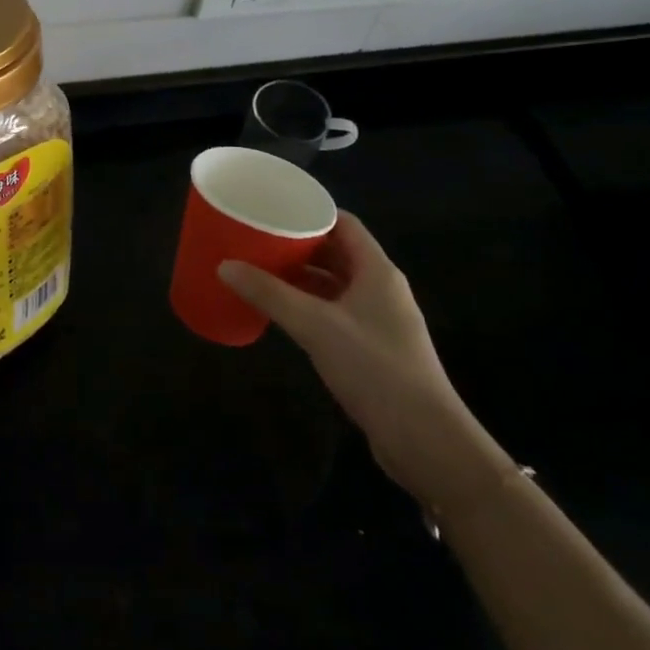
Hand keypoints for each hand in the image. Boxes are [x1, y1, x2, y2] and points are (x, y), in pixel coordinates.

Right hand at [218, 212, 494, 504]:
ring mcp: (379, 319)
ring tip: (261, 269)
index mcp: (377, 270)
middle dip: (299, 244)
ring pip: (335, 284)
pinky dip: (309, 304)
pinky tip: (282, 311)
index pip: (344, 223)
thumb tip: (225, 266)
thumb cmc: (375, 368)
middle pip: (337, 252)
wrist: (425, 440)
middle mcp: (381, 288)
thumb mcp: (315, 326)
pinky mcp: (373, 347)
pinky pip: (335, 311)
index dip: (310, 212)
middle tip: (258, 238)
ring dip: (302, 276)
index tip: (273, 209)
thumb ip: (270, 294)